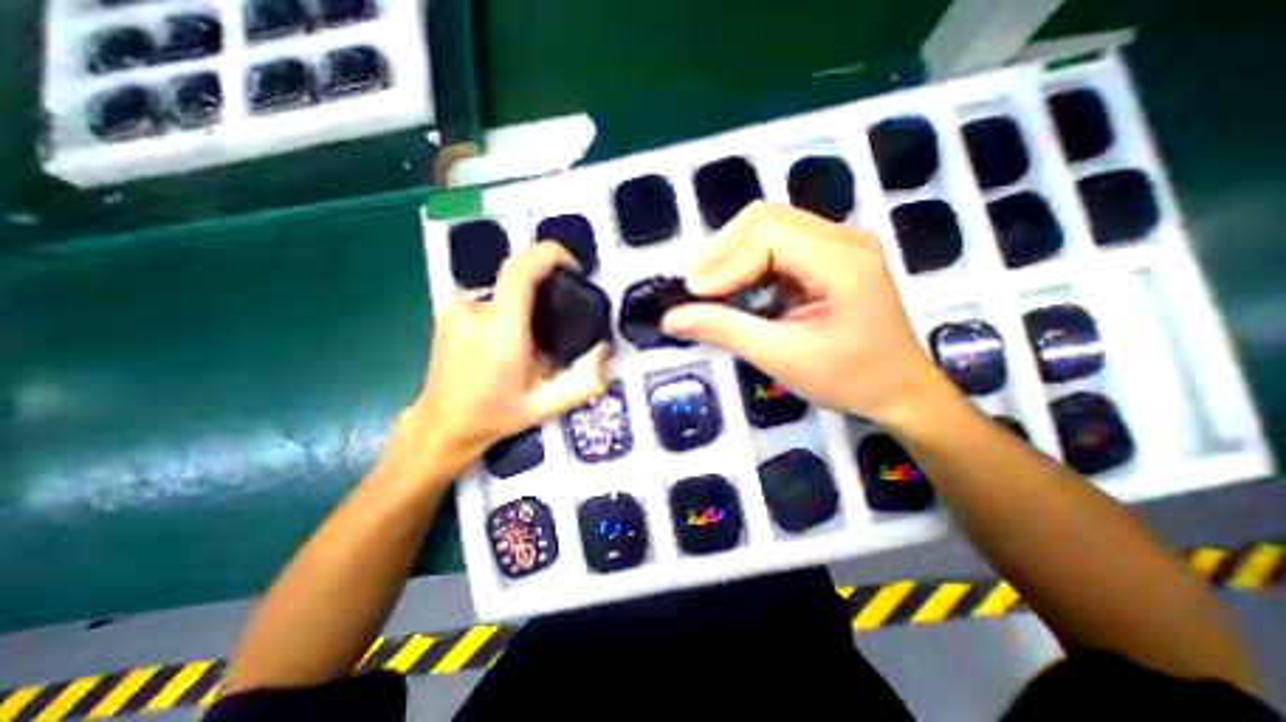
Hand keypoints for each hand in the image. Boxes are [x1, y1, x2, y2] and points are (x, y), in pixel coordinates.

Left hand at [393, 244, 612, 483]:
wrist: (442, 425)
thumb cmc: (496, 415)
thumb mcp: (549, 406)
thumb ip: (586, 381)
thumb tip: (604, 348)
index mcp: (500, 332)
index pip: (520, 269)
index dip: (549, 254)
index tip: (572, 268)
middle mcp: (474, 311)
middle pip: (518, 278)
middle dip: (545, 292)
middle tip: (557, 325)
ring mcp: (457, 309)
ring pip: (506, 291)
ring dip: (525, 307)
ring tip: (532, 341)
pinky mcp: (449, 311)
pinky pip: (491, 299)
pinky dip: (507, 311)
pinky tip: (508, 341)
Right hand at [663, 204, 940, 423]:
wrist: (901, 392)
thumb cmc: (849, 380)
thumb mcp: (782, 358)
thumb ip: (724, 331)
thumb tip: (670, 318)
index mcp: (841, 260)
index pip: (766, 233)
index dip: (723, 261)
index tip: (693, 296)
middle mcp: (841, 238)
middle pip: (764, 219)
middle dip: (722, 252)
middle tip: (696, 290)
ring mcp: (838, 244)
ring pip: (768, 227)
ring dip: (732, 256)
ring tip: (709, 290)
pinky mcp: (829, 257)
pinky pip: (778, 245)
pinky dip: (748, 263)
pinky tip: (736, 289)